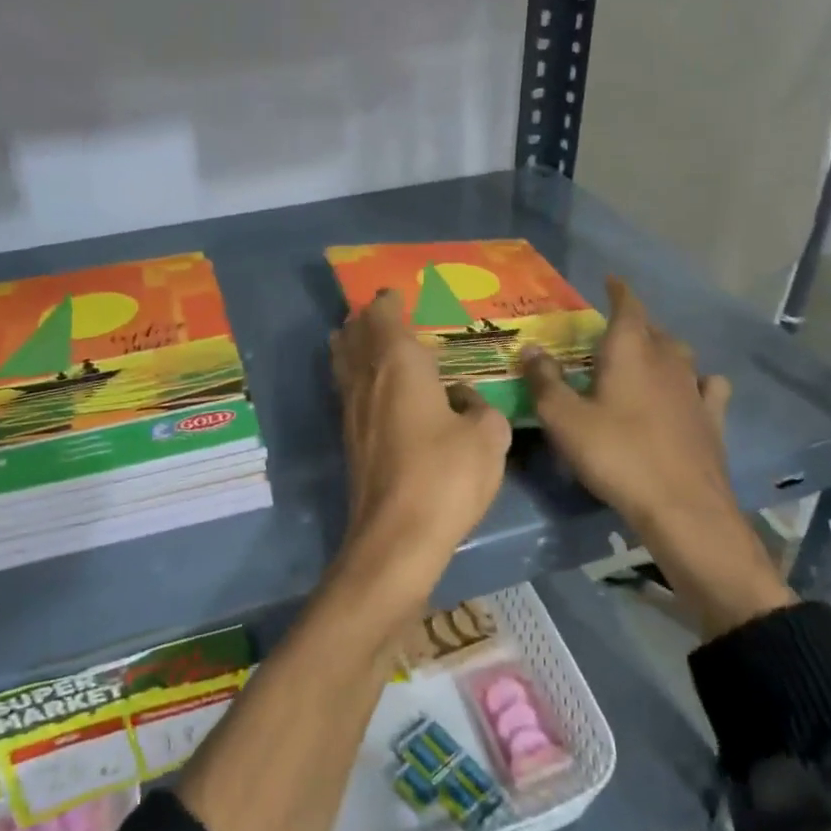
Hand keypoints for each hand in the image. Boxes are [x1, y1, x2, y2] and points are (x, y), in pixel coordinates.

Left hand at [330, 289, 511, 615]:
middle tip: (380, 312)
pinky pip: (346, 389)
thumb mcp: (488, 438)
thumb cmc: (446, 477)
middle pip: (355, 335)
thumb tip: (465, 399)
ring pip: (342, 361)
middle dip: (364, 319)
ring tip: (363, 338)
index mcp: (399, 364)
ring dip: (351, 344)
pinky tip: (370, 387)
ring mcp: (351, 409)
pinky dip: (353, 374)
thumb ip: (481, 408)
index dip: (388, 302)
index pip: (385, 317)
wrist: (396, 536)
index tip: (396, 294)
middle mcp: (367, 378)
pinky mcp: (348, 438)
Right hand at [523, 277, 792, 638]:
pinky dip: (698, 382)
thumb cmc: (616, 455)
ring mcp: (695, 390)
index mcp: (630, 352)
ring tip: (646, 357)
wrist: (681, 506)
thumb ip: (544, 381)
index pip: (628, 307)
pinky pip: (708, 388)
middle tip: (613, 329)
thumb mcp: (564, 419)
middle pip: (653, 329)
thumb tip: (530, 349)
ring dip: (663, 349)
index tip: (610, 280)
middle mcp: (667, 361)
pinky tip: (693, 391)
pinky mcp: (713, 420)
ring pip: (680, 355)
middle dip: (635, 322)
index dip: (618, 291)